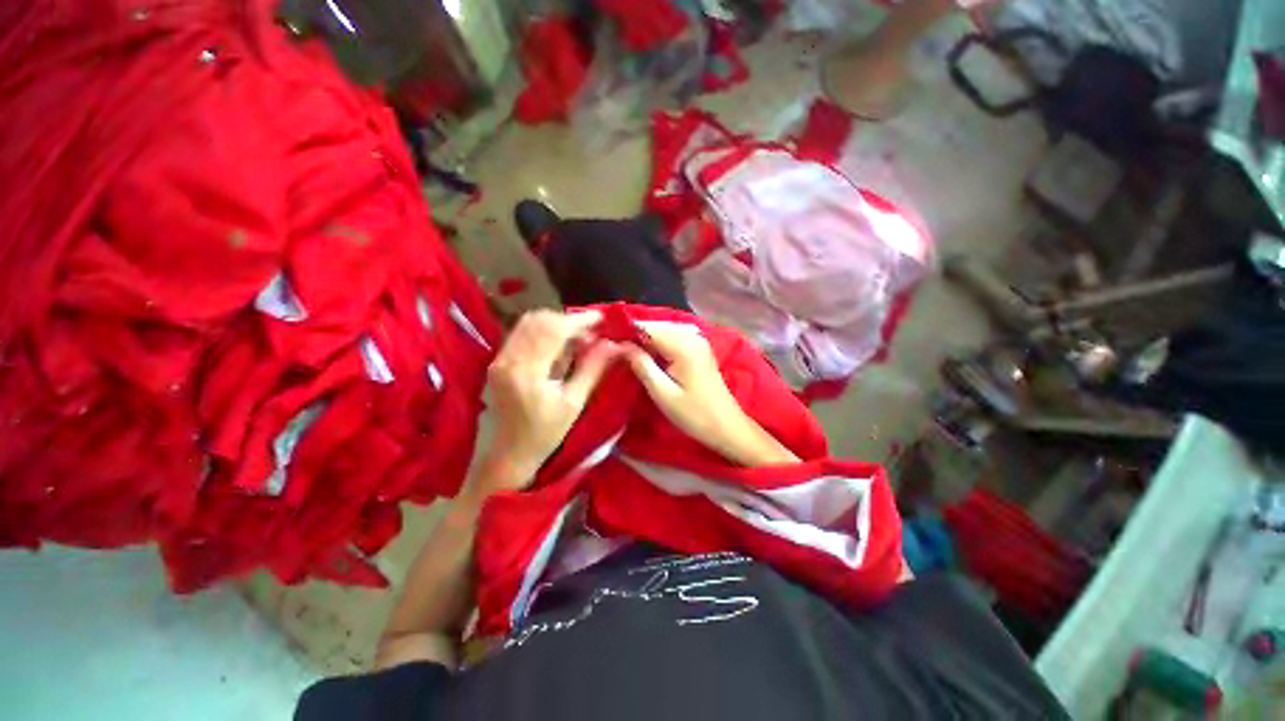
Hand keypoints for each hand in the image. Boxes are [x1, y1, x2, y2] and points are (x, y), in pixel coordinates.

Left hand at [472, 310, 622, 495]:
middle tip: (592, 331)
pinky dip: (544, 332)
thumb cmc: (545, 434)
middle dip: (569, 320)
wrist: (509, 454)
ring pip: (529, 324)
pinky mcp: (498, 361)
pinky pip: (522, 334)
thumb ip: (593, 369)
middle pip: (540, 320)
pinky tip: (560, 345)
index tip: (602, 318)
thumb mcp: (574, 403)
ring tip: (579, 338)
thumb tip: (614, 345)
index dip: (580, 320)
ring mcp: (500, 359)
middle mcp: (508, 359)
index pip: (554, 330)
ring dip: (556, 324)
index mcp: (528, 371)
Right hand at [624, 321, 798, 465]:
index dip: (625, 331)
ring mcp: (697, 341)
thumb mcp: (663, 394)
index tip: (605, 341)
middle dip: (634, 335)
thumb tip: (620, 345)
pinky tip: (645, 356)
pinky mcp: (698, 349)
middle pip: (655, 326)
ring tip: (625, 352)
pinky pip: (672, 339)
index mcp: (683, 345)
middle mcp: (692, 336)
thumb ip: (641, 365)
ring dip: (644, 340)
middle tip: (613, 349)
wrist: (727, 426)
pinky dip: (657, 345)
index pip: (647, 327)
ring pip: (663, 332)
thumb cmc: (694, 414)